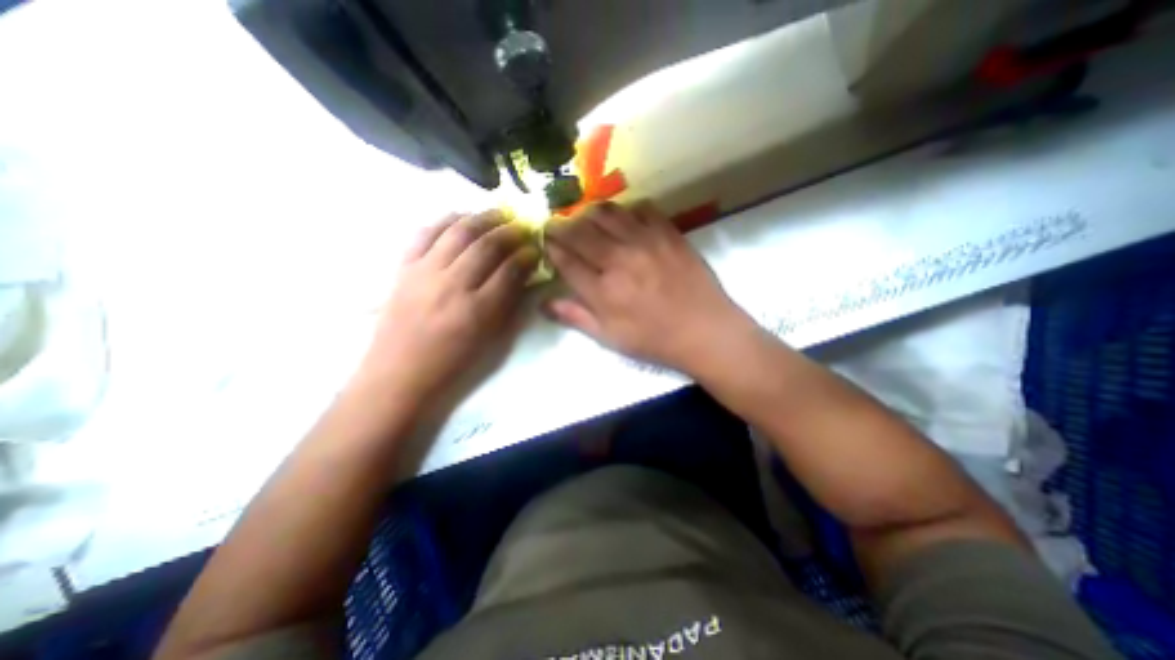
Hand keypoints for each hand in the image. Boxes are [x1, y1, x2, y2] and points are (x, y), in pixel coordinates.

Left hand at [361, 214, 537, 403]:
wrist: (399, 374)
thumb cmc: (453, 364)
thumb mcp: (491, 341)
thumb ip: (510, 305)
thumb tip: (524, 275)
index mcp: (478, 311)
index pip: (509, 270)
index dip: (526, 256)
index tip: (535, 249)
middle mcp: (452, 285)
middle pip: (486, 245)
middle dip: (509, 231)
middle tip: (522, 226)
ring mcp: (425, 273)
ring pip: (458, 232)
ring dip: (482, 218)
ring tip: (498, 214)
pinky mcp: (404, 268)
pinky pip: (426, 233)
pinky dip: (446, 220)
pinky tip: (461, 217)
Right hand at [545, 200, 747, 374]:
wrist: (704, 330)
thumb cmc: (654, 340)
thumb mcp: (610, 338)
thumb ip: (576, 318)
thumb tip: (543, 303)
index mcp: (602, 290)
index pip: (565, 260)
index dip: (551, 247)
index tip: (545, 240)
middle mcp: (619, 259)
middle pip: (580, 232)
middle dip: (561, 225)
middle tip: (557, 223)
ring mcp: (645, 242)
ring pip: (607, 213)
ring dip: (590, 212)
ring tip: (586, 217)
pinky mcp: (668, 233)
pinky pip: (642, 209)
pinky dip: (627, 209)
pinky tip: (626, 219)